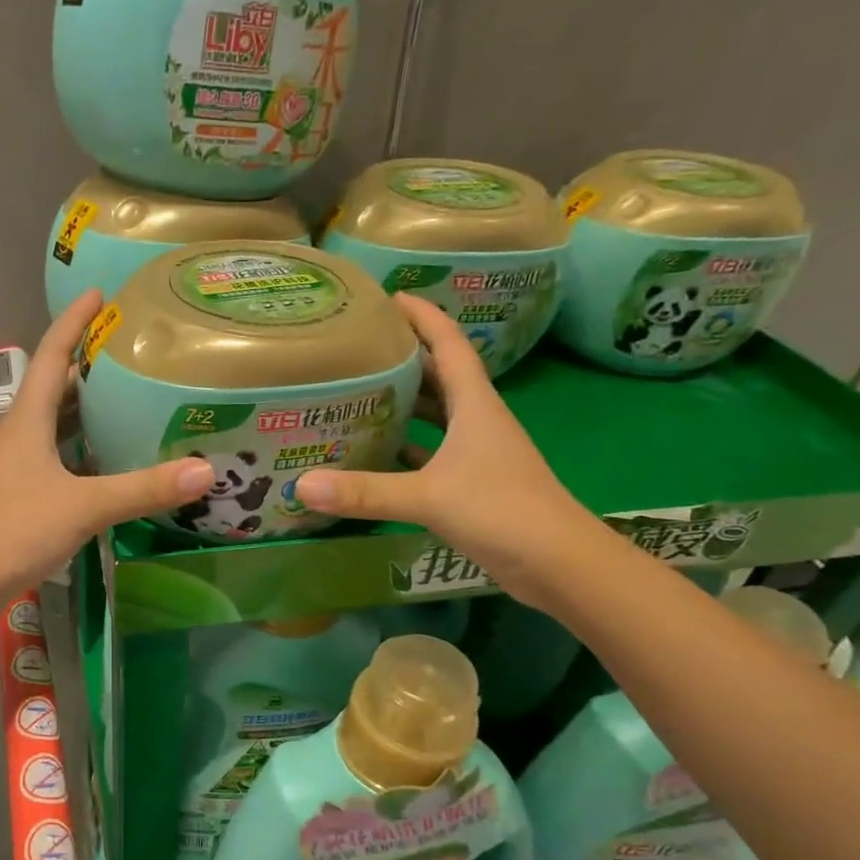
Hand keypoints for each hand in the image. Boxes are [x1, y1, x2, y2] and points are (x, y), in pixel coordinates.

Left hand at [0, 289, 213, 595]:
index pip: (51, 356)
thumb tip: (204, 470)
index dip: (73, 323)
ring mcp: (16, 466)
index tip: (97, 294)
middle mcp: (19, 435)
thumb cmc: (15, 530)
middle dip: (85, 361)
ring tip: (124, 396)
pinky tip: (106, 458)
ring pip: (53, 423)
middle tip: (127, 349)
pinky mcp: (19, 494)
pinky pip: (55, 454)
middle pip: (52, 386)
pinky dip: (81, 446)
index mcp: (27, 421)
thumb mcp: (84, 506)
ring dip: (83, 406)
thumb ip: (142, 489)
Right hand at [294, 294, 603, 604]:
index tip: (390, 297)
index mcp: (474, 405)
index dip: (423, 316)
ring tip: (358, 395)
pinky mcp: (473, 483)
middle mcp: (477, 420)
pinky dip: (406, 449)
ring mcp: (477, 453)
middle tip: (357, 349)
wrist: (558, 563)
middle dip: (403, 358)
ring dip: (404, 404)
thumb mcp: (428, 496)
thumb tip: (301, 486)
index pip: (449, 344)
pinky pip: (432, 453)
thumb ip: (366, 491)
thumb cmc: (501, 511)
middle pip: (438, 376)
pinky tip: (377, 454)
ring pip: (435, 416)